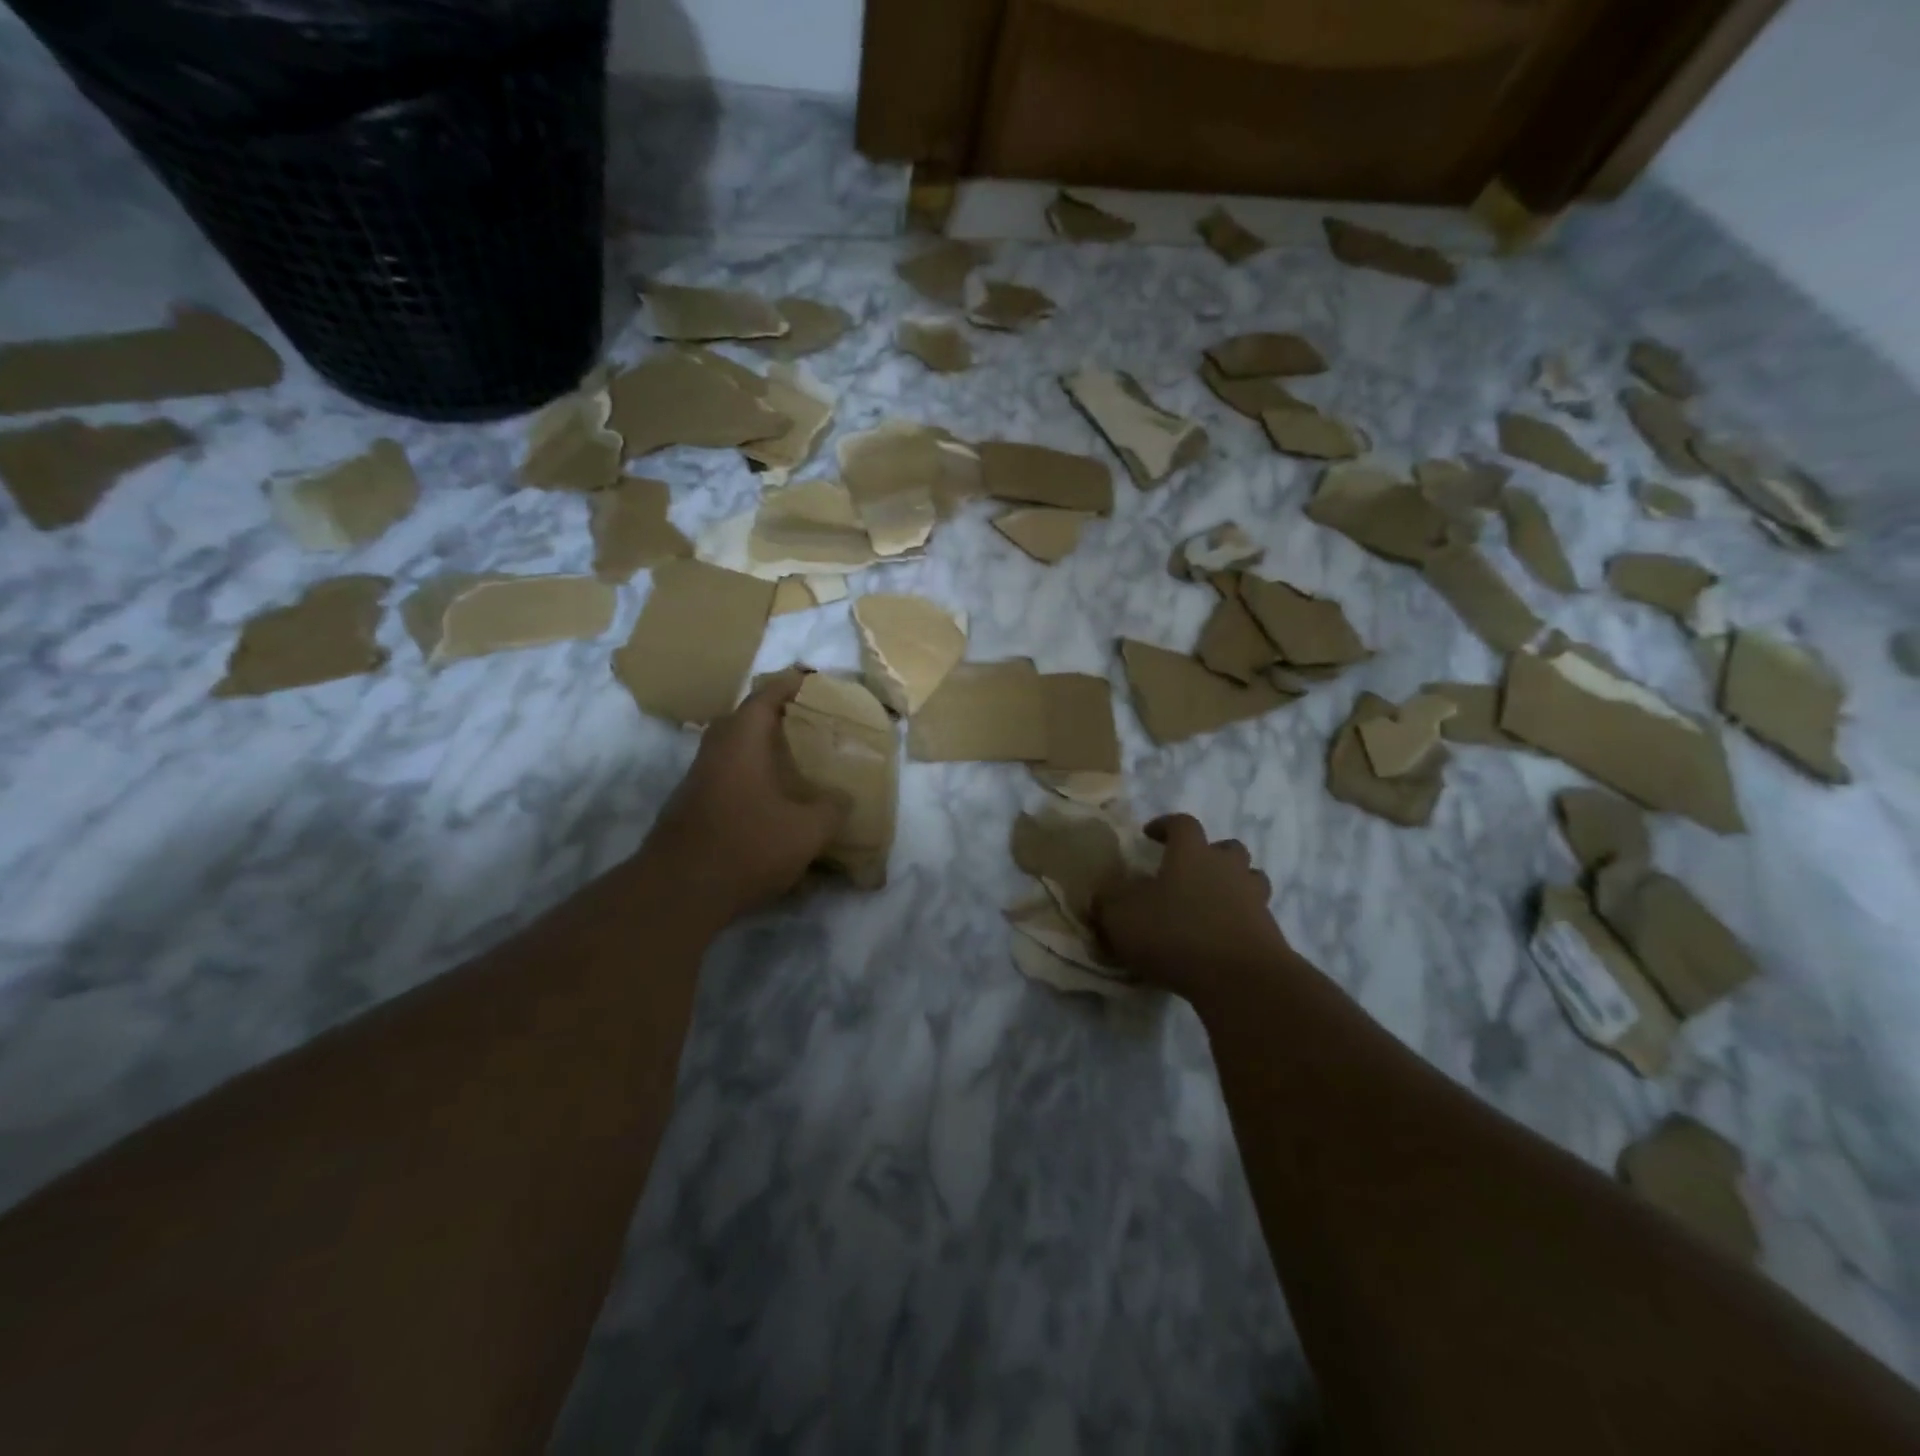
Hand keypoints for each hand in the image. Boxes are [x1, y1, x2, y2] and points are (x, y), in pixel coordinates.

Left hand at [637, 674, 845, 931]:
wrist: (679, 892)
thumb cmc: (748, 846)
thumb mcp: (808, 830)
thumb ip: (832, 809)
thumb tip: (841, 799)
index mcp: (742, 741)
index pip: (765, 696)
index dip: (790, 684)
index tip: (810, 678)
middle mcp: (715, 751)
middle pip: (744, 719)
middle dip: (774, 715)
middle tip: (806, 721)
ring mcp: (698, 779)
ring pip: (732, 750)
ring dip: (759, 748)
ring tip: (793, 758)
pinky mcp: (691, 806)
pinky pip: (726, 776)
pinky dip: (749, 776)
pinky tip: (770, 799)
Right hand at [1093, 813, 1294, 1002]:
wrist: (1239, 979)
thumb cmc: (1175, 935)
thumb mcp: (1122, 917)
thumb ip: (1108, 902)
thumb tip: (1103, 894)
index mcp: (1191, 854)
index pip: (1182, 824)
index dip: (1166, 825)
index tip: (1150, 835)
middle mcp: (1227, 868)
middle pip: (1227, 847)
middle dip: (1209, 854)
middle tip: (1188, 871)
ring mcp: (1254, 899)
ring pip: (1250, 879)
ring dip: (1232, 885)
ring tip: (1211, 903)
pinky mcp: (1270, 932)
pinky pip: (1255, 916)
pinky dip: (1240, 920)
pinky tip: (1220, 939)